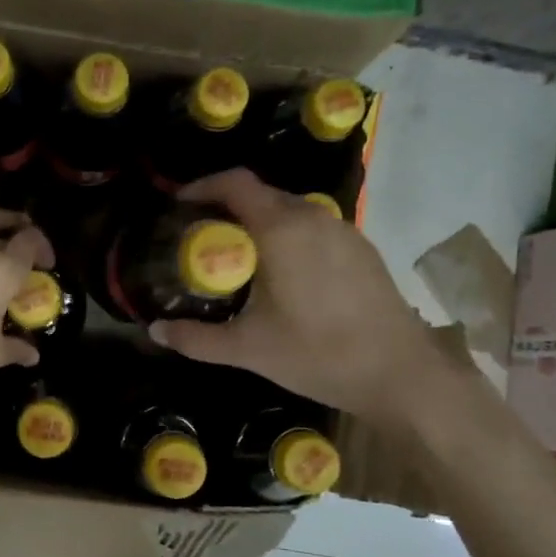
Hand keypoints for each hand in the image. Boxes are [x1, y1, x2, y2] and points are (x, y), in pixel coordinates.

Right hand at [150, 169, 432, 417]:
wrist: (400, 373)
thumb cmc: (318, 354)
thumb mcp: (248, 349)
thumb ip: (196, 339)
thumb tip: (155, 331)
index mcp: (282, 229)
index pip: (235, 183)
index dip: (203, 186)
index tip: (180, 205)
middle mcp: (314, 217)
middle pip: (261, 195)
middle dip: (227, 208)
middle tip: (202, 238)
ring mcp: (344, 230)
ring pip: (290, 211)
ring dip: (260, 223)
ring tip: (239, 257)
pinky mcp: (362, 249)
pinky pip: (314, 228)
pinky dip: (289, 237)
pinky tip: (284, 276)